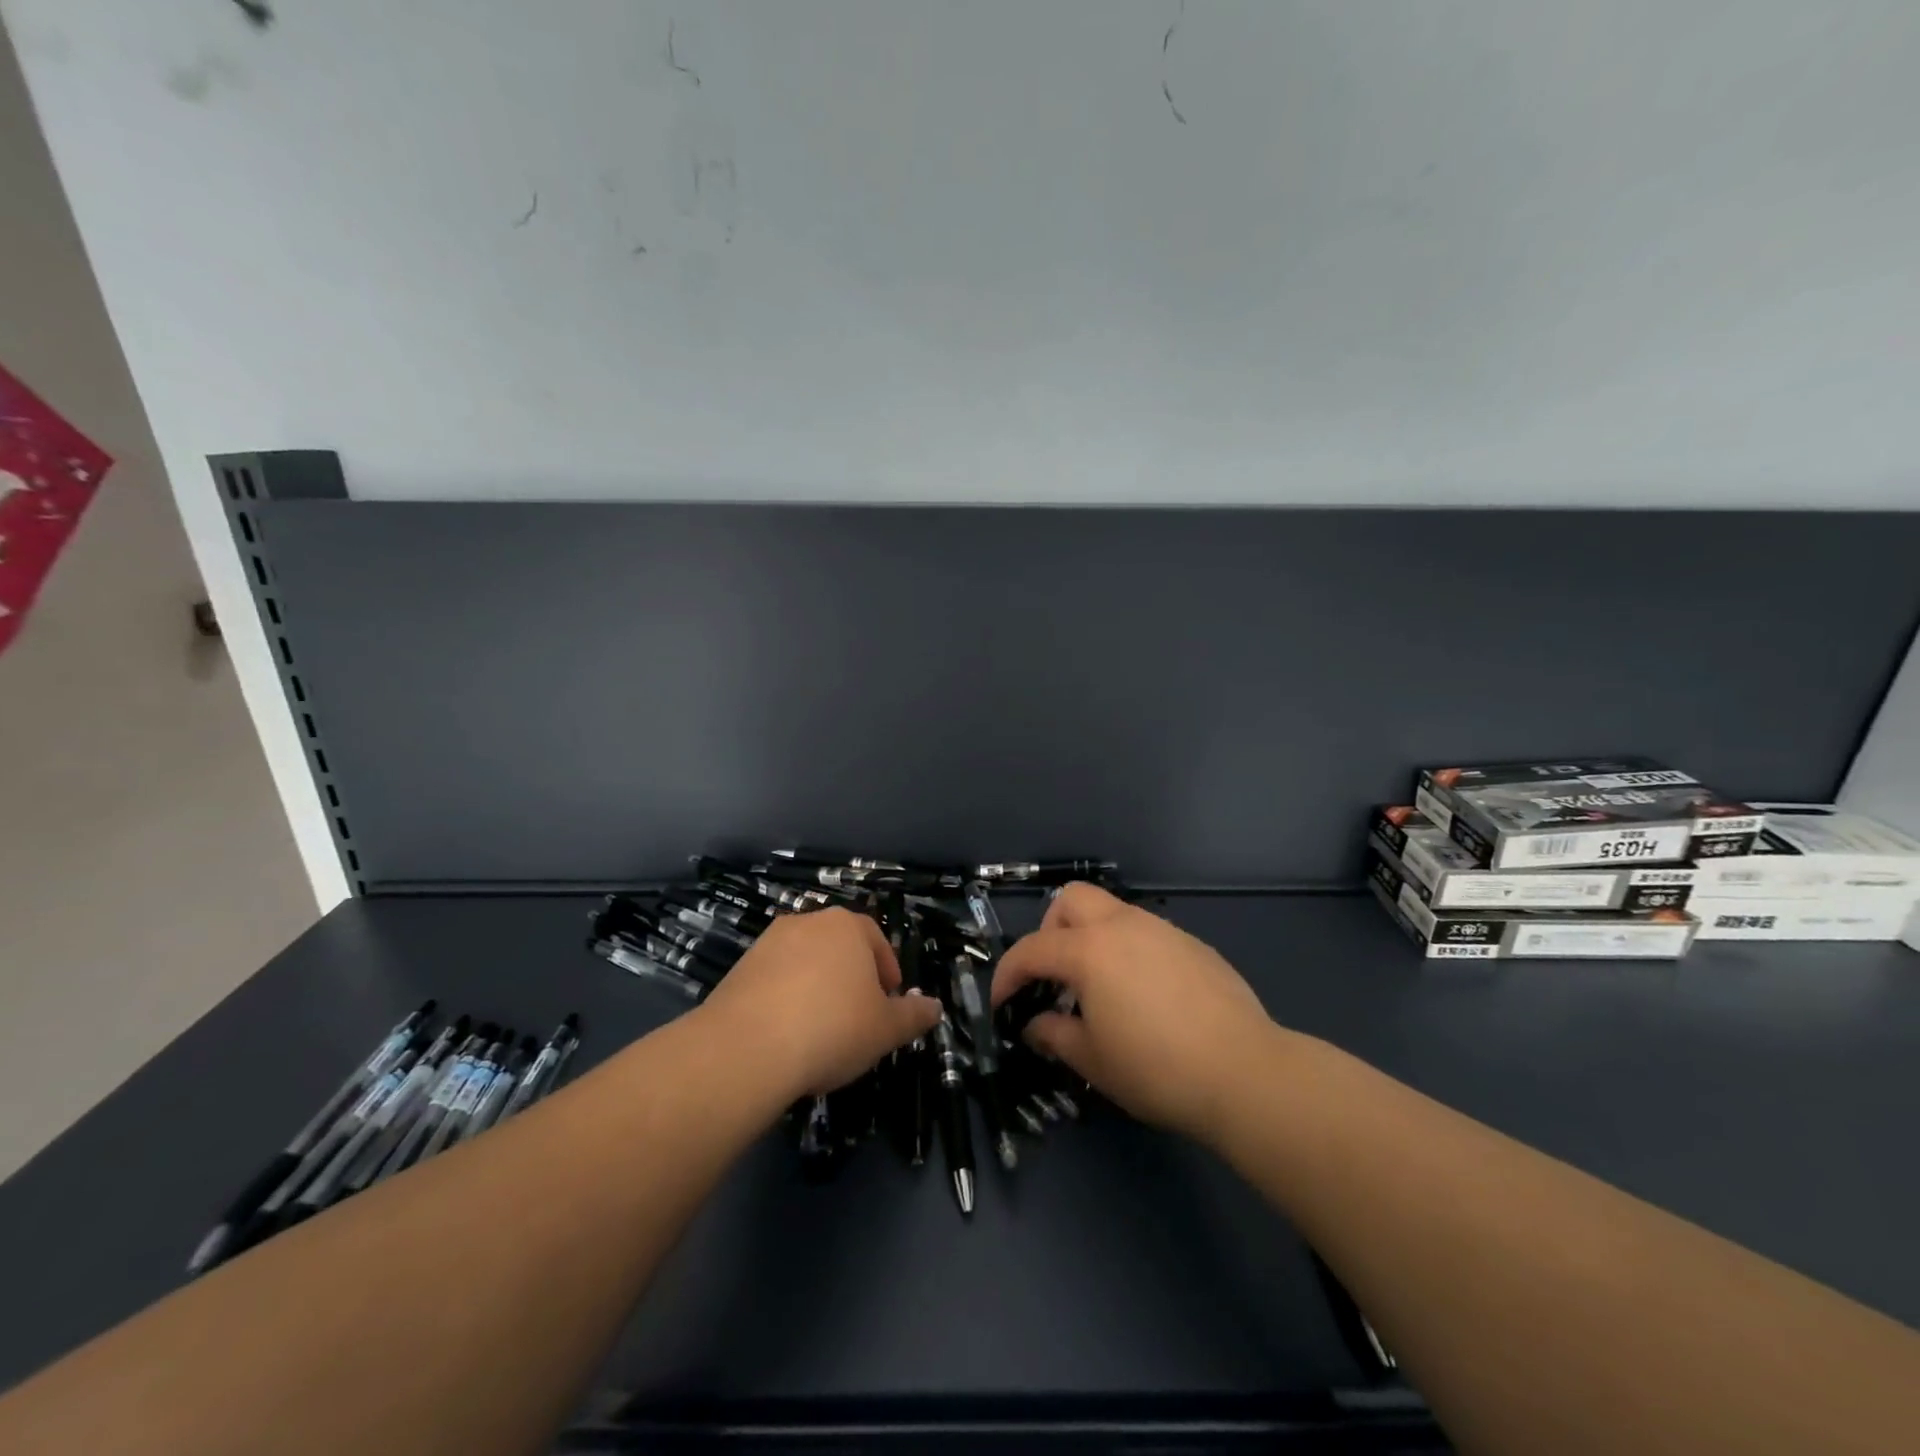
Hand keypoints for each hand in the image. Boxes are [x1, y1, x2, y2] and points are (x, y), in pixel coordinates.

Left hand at [696, 908, 942, 1097]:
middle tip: (859, 1015)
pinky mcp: (739, 968)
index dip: (887, 972)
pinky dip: (785, 999)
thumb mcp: (886, 1029)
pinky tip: (788, 1034)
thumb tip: (935, 1007)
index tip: (889, 1002)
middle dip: (851, 977)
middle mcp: (808, 922)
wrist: (747, 1048)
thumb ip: (914, 1016)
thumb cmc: (833, 1028)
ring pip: (805, 962)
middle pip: (839, 947)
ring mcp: (769, 943)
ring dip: (817, 987)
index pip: (876, 940)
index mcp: (847, 926)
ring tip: (821, 1028)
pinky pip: (774, 980)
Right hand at [992, 883, 1275, 1139]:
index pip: (1031, 949)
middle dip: (1050, 931)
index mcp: (1089, 950)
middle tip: (1055, 977)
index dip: (1008, 976)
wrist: (1245, 1073)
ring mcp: (1162, 930)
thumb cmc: (1156, 1068)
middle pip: (1071, 901)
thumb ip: (1053, 1034)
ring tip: (1099, 990)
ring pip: (1111, 912)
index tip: (1003, 1005)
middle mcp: (1123, 926)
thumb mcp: (1092, 1060)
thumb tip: (1035, 1024)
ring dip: (1091, 939)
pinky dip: (1128, 951)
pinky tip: (1144, 996)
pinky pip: (1145, 933)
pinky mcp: (1193, 945)